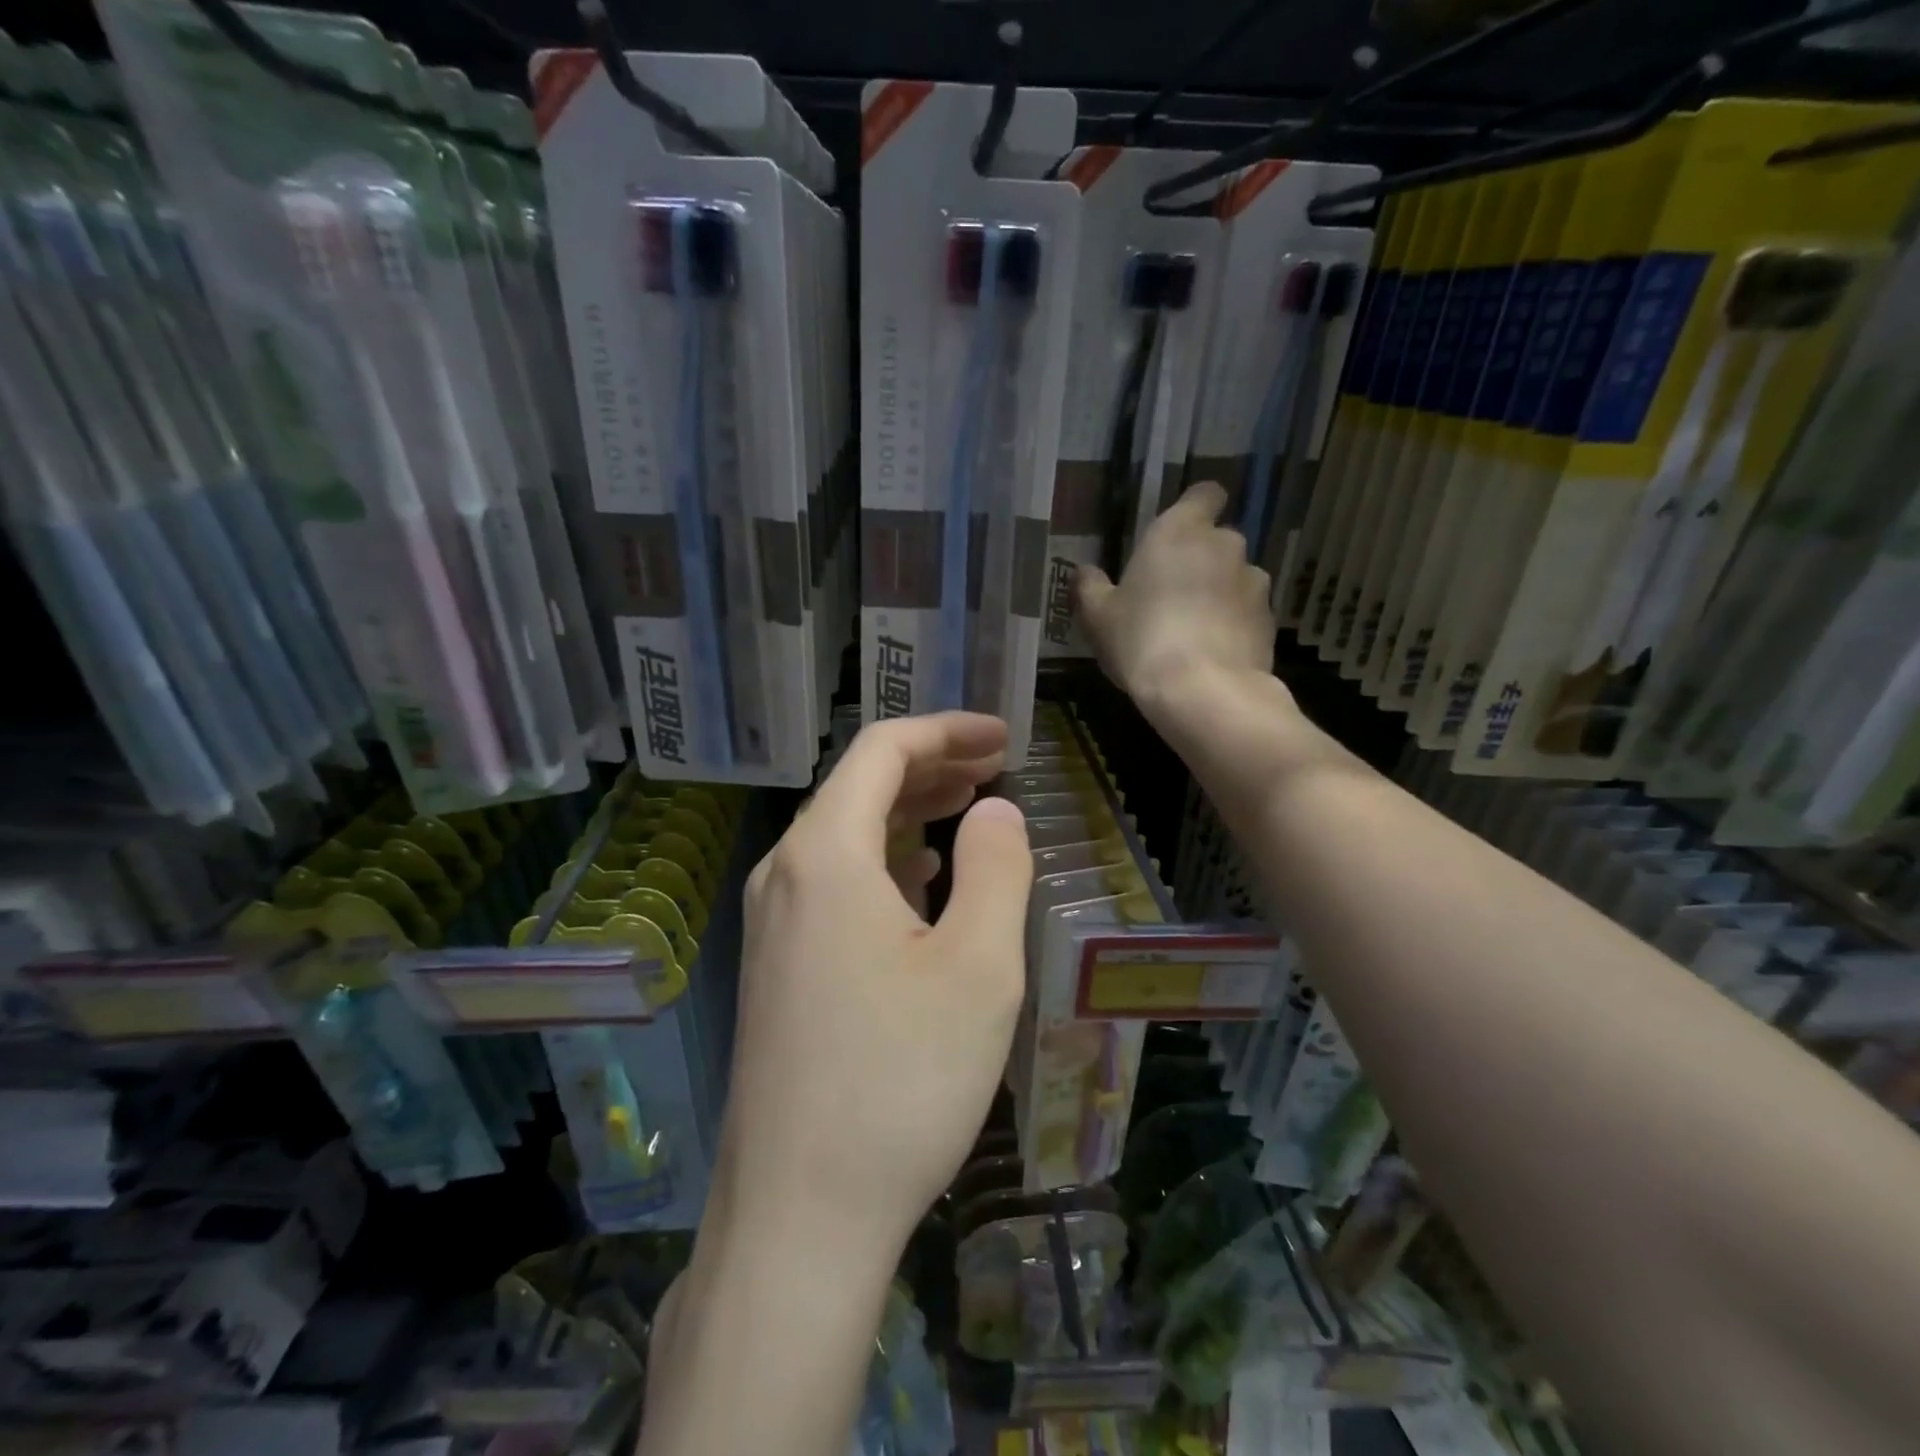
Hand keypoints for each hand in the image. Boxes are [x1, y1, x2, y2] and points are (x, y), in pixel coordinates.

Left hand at [718, 713, 1032, 1253]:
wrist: (799, 1215)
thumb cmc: (900, 1081)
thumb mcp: (977, 966)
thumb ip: (995, 867)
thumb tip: (994, 809)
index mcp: (824, 853)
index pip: (881, 750)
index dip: (946, 730)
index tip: (1004, 737)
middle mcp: (784, 873)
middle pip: (858, 786)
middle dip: (931, 765)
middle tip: (996, 765)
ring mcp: (771, 923)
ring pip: (844, 835)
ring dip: (908, 811)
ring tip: (967, 807)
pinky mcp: (775, 966)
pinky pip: (832, 882)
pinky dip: (882, 859)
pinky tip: (919, 878)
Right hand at [1075, 480, 1277, 709]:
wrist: (1202, 690)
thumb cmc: (1141, 640)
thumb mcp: (1098, 617)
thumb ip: (1089, 587)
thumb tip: (1084, 571)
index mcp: (1180, 531)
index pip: (1205, 494)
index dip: (1195, 509)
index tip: (1177, 535)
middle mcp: (1225, 545)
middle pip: (1216, 541)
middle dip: (1200, 561)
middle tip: (1171, 595)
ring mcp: (1254, 582)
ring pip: (1235, 578)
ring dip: (1219, 594)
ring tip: (1194, 631)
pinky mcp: (1270, 620)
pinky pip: (1247, 613)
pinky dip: (1234, 625)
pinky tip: (1212, 654)